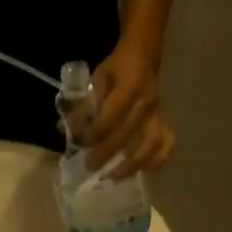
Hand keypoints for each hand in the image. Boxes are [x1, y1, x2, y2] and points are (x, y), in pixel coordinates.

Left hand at [87, 41, 174, 175]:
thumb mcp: (97, 78)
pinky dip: (159, 159)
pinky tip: (147, 172)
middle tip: (90, 166)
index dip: (96, 133)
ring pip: (150, 144)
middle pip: (128, 134)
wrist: (144, 54)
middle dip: (107, 153)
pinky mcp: (163, 121)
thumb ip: (84, 104)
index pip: (112, 116)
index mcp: (130, 87)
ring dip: (133, 163)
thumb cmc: (117, 68)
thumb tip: (65, 129)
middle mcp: (147, 103)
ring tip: (115, 177)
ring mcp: (158, 114)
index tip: (81, 144)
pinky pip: (166, 143)